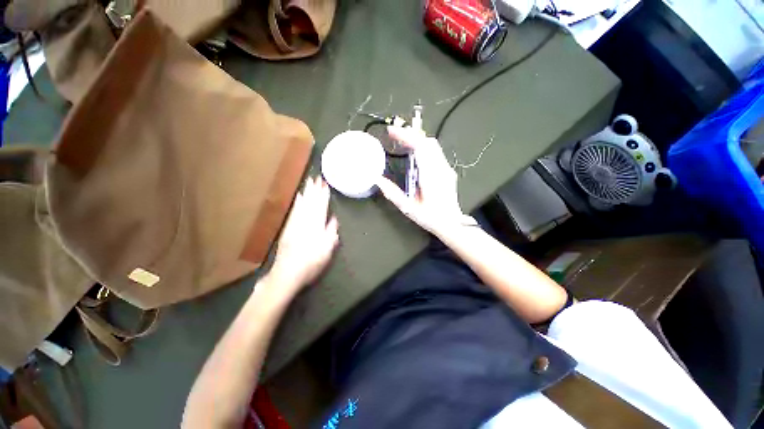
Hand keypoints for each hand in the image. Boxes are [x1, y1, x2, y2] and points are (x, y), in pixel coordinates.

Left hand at [265, 177, 338, 299]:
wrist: (287, 273)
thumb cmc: (311, 263)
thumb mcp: (327, 250)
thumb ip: (330, 232)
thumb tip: (333, 218)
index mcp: (316, 227)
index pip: (321, 207)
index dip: (323, 196)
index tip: (325, 184)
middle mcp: (305, 222)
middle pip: (311, 203)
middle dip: (314, 190)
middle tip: (316, 177)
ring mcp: (294, 224)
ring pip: (301, 205)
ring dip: (306, 193)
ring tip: (308, 182)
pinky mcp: (287, 228)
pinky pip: (293, 211)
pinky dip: (297, 202)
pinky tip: (298, 197)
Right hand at [376, 126, 468, 234]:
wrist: (452, 224)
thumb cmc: (431, 218)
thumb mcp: (409, 208)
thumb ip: (393, 194)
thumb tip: (378, 180)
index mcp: (431, 176)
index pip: (420, 147)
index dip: (406, 136)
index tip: (391, 132)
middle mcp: (441, 168)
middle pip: (428, 141)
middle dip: (410, 134)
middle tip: (394, 135)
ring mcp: (446, 168)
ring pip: (433, 145)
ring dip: (416, 139)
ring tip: (401, 141)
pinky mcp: (447, 170)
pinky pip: (435, 152)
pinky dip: (422, 146)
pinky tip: (413, 152)